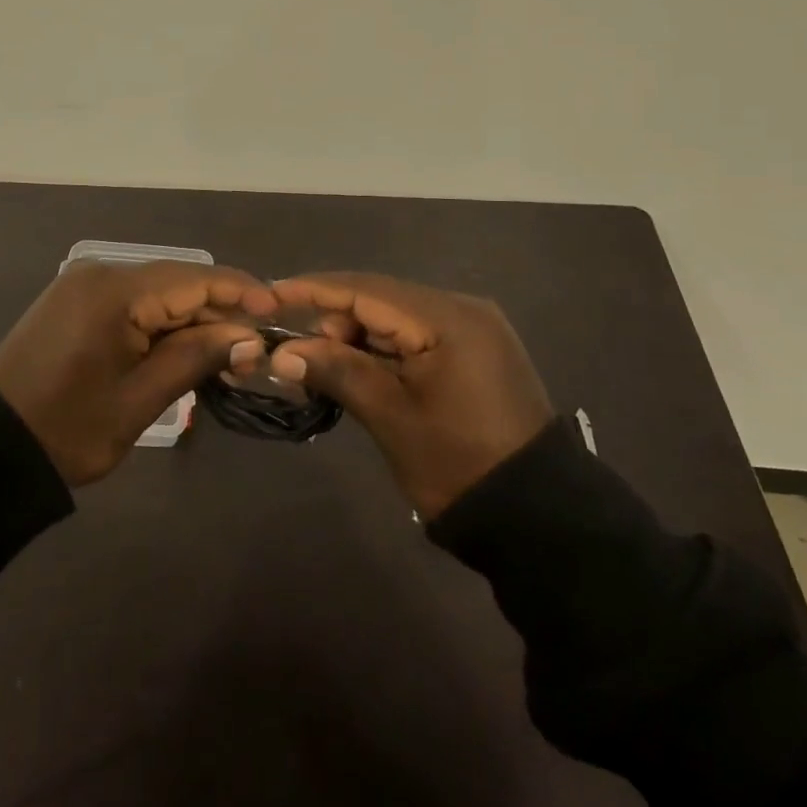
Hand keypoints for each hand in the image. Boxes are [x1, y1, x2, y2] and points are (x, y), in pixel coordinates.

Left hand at [0, 261, 275, 485]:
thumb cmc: (67, 429)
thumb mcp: (139, 399)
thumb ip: (195, 357)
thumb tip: (250, 337)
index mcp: (114, 292)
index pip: (193, 279)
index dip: (240, 291)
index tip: (279, 309)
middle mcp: (100, 274)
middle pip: (176, 284)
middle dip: (219, 312)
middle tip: (256, 349)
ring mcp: (84, 287)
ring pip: (156, 295)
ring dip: (192, 321)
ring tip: (229, 356)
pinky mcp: (76, 304)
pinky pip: (133, 305)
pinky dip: (162, 325)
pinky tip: (186, 350)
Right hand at [260, 272, 554, 517]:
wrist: (537, 517)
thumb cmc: (459, 464)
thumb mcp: (391, 417)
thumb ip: (337, 371)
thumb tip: (283, 351)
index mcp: (448, 319)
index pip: (366, 290)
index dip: (313, 290)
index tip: (269, 293)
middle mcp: (463, 309)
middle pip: (381, 298)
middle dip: (334, 319)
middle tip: (297, 353)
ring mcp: (473, 328)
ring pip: (396, 317)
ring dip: (356, 336)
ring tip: (322, 367)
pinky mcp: (474, 350)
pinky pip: (415, 335)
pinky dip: (382, 349)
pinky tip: (358, 370)